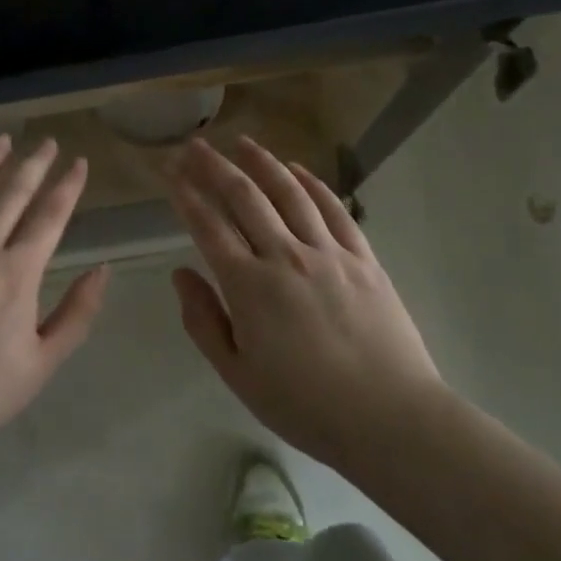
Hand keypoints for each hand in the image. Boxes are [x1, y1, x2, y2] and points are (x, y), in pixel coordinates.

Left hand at [0, 135, 109, 466]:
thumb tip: (103, 270)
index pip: (49, 215)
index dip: (67, 185)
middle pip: (11, 193)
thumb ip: (77, 314)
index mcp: (16, 273)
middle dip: (33, 163)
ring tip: (1, 140)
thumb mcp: (42, 364)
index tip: (79, 162)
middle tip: (47, 142)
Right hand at [167, 136, 446, 469]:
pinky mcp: (363, 258)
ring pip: (289, 193)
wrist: (391, 418)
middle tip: (195, 145)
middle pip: (244, 197)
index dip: (185, 194)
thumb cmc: (306, 405)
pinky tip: (298, 170)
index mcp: (249, 285)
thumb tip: (181, 274)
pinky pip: (334, 209)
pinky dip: (313, 184)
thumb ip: (204, 321)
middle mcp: (285, 256)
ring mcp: (328, 252)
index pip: (208, 225)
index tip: (169, 171)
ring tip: (242, 142)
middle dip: (214, 167)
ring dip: (262, 163)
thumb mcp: (238, 375)